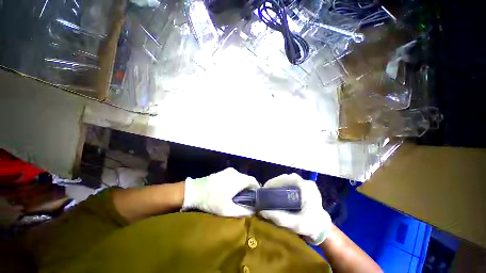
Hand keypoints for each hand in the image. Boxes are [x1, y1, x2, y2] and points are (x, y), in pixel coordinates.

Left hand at [182, 168, 259, 216]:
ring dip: (243, 185)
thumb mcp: (227, 210)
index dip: (257, 189)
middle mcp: (235, 172)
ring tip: (239, 196)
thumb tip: (254, 211)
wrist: (194, 191)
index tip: (257, 198)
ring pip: (241, 177)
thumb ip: (243, 211)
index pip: (254, 181)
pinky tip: (231, 190)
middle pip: (247, 179)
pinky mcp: (223, 171)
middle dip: (250, 188)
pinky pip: (235, 176)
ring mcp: (229, 171)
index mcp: (238, 180)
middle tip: (248, 199)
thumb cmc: (211, 201)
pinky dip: (237, 182)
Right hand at [259, 173, 331, 244]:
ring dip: (278, 184)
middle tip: (265, 191)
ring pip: (287, 179)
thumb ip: (280, 218)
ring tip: (269, 191)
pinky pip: (290, 183)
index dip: (275, 182)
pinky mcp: (304, 187)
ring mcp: (306, 183)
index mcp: (306, 188)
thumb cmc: (311, 226)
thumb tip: (262, 211)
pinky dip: (282, 186)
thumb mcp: (296, 224)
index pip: (287, 179)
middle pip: (286, 178)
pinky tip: (278, 192)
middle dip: (274, 183)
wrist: (322, 228)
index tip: (265, 188)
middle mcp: (306, 182)